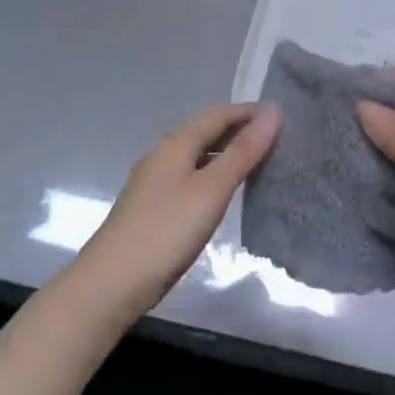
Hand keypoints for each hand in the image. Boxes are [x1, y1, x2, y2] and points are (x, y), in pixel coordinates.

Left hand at [74, 103, 280, 319]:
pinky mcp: (153, 207)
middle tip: (276, 139)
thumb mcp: (211, 189)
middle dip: (238, 129)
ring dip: (226, 152)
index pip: (217, 114)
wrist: (112, 283)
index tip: (282, 116)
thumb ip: (243, 152)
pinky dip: (213, 174)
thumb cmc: (166, 230)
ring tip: (258, 162)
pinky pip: (190, 176)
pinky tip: (224, 192)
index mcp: (176, 144)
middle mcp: (162, 155)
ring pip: (197, 155)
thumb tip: (273, 113)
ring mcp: (154, 182)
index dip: (249, 112)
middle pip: (205, 131)